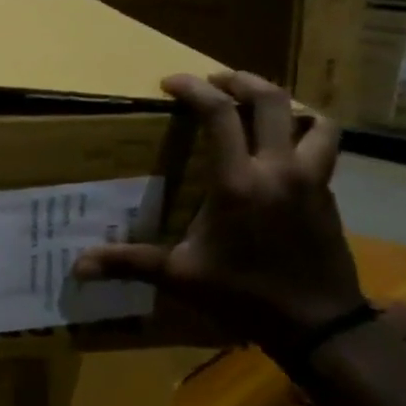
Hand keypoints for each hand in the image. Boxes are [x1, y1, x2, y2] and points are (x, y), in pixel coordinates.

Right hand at [75, 71, 365, 357]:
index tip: (171, 82)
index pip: (220, 114)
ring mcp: (312, 180)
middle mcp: (279, 169)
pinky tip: (284, 152)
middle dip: (241, 80)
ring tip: (261, 108)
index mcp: (239, 181)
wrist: (317, 325)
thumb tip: (77, 267)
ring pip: (314, 119)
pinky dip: (305, 136)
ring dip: (287, 104)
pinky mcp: (328, 195)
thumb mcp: (181, 276)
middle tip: (217, 80)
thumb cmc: (244, 294)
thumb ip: (130, 263)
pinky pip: (323, 149)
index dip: (195, 90)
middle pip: (272, 100)